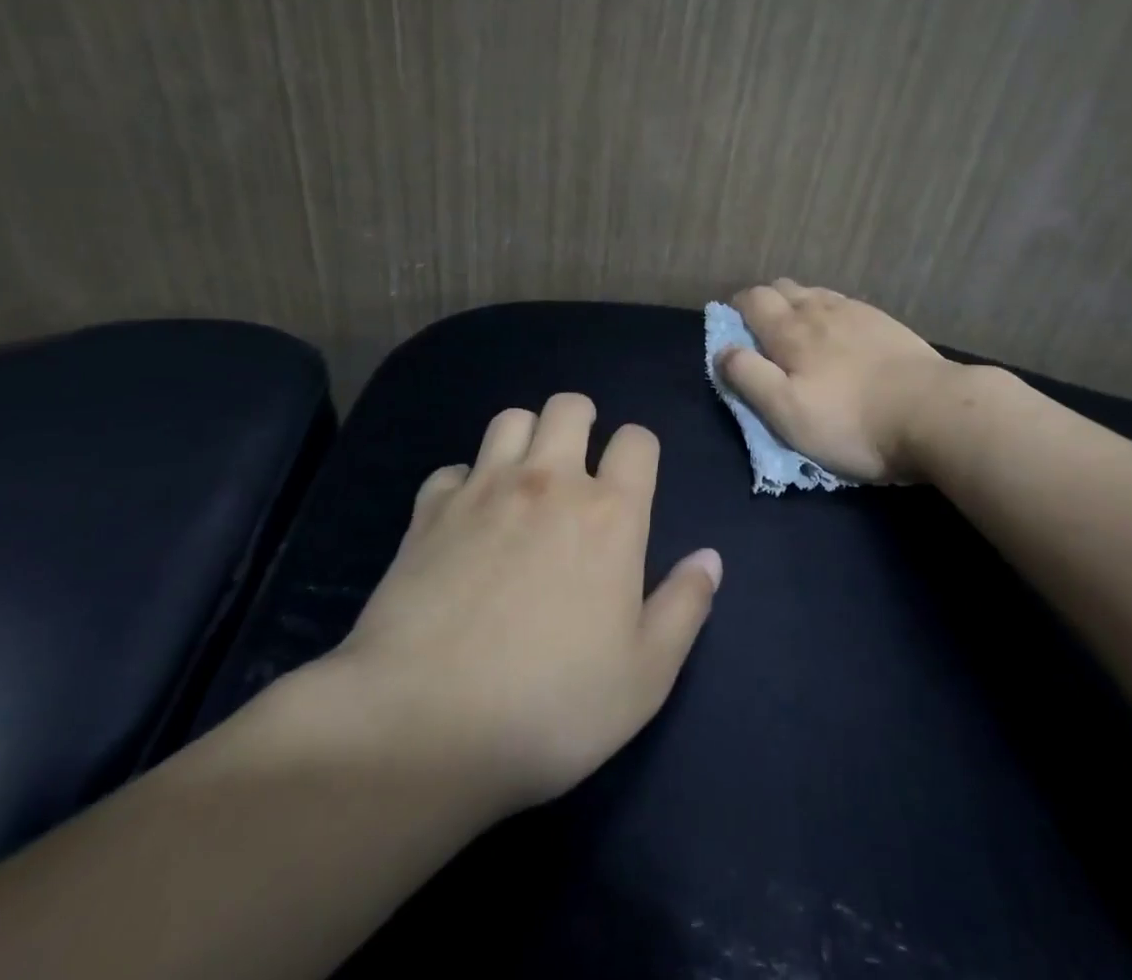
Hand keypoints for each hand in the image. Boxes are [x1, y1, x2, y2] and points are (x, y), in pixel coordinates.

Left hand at [302, 394, 721, 818]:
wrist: (422, 725)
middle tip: (578, 465)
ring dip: (525, 437)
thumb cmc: (551, 706)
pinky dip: (464, 483)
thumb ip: (685, 607)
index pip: (637, 440)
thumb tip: (709, 558)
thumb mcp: (645, 676)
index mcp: (610, 513)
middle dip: (581, 422)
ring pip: (511, 419)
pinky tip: (465, 520)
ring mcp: (484, 489)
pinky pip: (453, 469)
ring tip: (525, 479)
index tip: (633, 481)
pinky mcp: (429, 511)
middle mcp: (549, 483)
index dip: (640, 451)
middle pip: (569, 407)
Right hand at [719, 279, 951, 483]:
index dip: (737, 308)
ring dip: (799, 304)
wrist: (934, 412)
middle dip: (766, 302)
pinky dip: (831, 312)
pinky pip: (846, 305)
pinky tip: (842, 335)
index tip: (735, 328)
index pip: (753, 299)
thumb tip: (722, 350)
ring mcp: (857, 312)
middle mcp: (820, 309)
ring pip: (815, 293)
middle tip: (764, 333)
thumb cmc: (851, 421)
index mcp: (790, 330)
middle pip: (783, 288)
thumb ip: (749, 377)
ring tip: (801, 333)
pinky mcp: (886, 323)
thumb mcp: (787, 412)